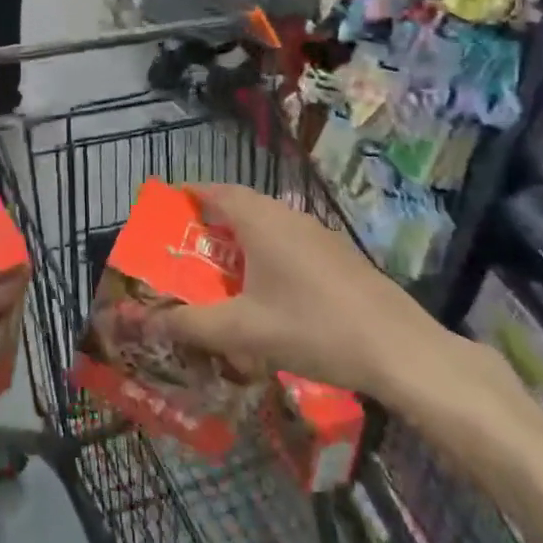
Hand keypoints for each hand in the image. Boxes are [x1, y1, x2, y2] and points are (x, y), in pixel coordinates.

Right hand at [147, 184, 467, 404]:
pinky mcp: (340, 257)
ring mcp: (319, 235)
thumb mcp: (242, 331)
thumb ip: (189, 324)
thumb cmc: (313, 328)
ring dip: (241, 240)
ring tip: (220, 271)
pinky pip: (290, 243)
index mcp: (262, 221)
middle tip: (185, 248)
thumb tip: (141, 322)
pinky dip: (267, 255)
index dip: (188, 195)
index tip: (166, 208)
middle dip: (210, 221)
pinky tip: (268, 292)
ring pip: (269, 225)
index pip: (216, 191)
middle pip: (241, 206)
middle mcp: (289, 217)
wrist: (401, 351)